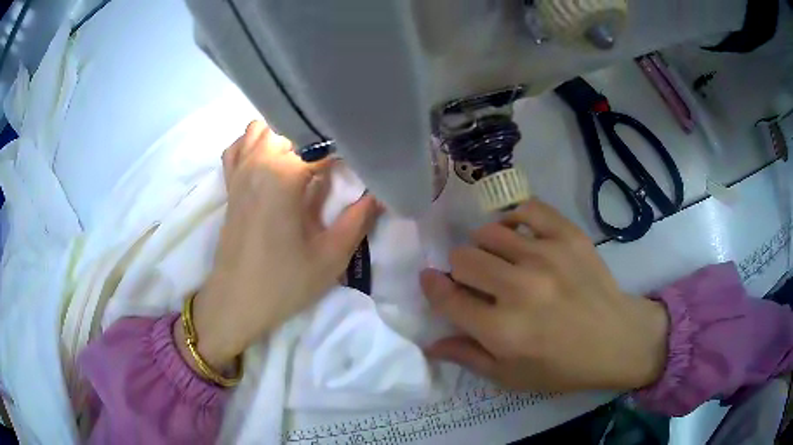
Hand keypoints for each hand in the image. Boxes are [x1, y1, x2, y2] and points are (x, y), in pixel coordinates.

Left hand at [176, 122, 380, 370]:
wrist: (236, 302)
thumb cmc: (283, 283)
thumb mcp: (331, 256)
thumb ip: (359, 219)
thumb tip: (381, 193)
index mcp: (284, 174)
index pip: (326, 143)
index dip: (350, 148)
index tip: (367, 158)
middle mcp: (259, 160)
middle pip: (294, 127)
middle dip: (321, 137)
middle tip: (341, 160)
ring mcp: (240, 169)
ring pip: (264, 129)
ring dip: (287, 135)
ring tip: (307, 157)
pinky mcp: (230, 183)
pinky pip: (239, 146)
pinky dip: (255, 143)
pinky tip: (271, 160)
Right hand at [420, 199, 668, 392]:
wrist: (616, 340)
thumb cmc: (562, 367)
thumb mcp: (510, 377)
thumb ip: (468, 357)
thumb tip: (430, 343)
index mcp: (502, 330)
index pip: (447, 298)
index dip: (432, 287)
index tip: (431, 281)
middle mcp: (520, 289)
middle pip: (463, 258)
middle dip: (459, 270)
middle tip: (476, 281)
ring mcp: (546, 256)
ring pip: (488, 232)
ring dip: (484, 247)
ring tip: (498, 259)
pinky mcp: (568, 236)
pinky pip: (526, 208)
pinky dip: (514, 218)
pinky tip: (517, 233)